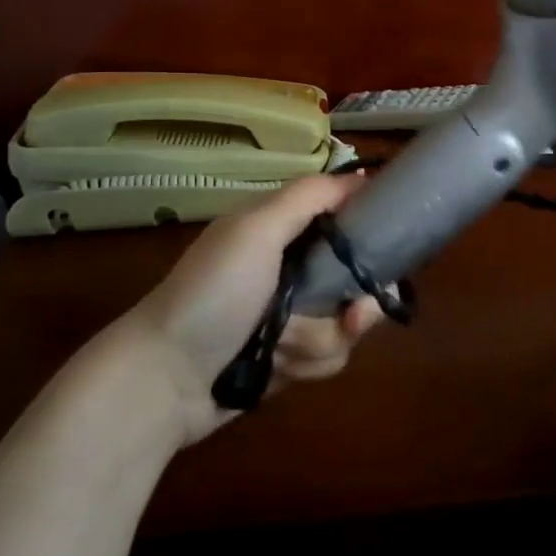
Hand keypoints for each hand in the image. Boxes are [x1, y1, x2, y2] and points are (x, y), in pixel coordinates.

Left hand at [100, 173, 383, 446]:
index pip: (344, 216)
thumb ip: (309, 197)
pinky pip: (328, 356)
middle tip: (354, 316)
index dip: (371, 229)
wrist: (164, 380)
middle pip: (357, 277)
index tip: (392, 246)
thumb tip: (363, 176)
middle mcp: (292, 268)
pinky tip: (276, 368)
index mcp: (281, 230)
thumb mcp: (257, 230)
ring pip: (346, 323)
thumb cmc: (214, 294)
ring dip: (320, 340)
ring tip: (283, 348)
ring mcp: (291, 315)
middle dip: (359, 304)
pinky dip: (306, 364)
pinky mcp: (289, 357)